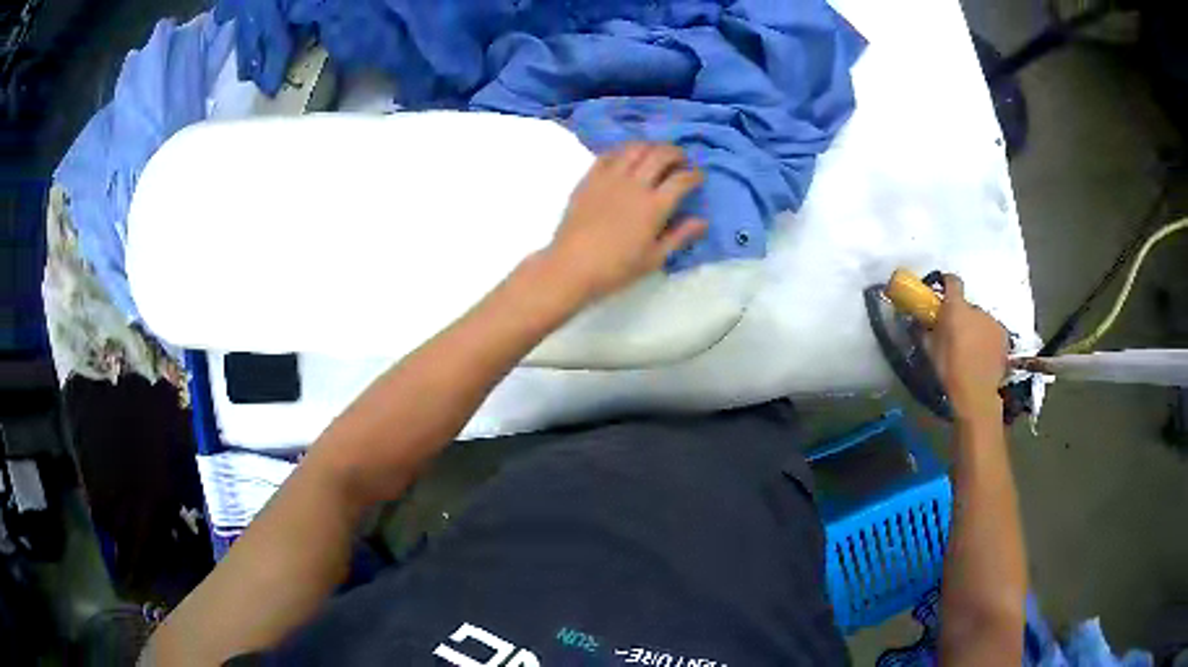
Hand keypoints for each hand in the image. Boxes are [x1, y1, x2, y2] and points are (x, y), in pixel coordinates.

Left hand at [543, 142, 707, 301]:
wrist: (571, 266)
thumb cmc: (616, 268)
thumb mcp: (654, 258)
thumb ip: (679, 236)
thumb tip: (702, 221)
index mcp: (654, 206)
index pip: (682, 179)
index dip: (695, 175)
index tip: (698, 177)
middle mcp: (635, 185)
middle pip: (661, 155)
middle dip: (676, 153)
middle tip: (681, 160)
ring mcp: (610, 178)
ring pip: (636, 148)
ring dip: (651, 147)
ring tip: (656, 154)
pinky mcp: (590, 178)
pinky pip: (609, 154)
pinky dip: (624, 151)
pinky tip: (627, 158)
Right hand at [932, 274, 1007, 420]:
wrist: (976, 393)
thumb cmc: (950, 371)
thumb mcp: (930, 351)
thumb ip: (926, 330)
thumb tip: (921, 320)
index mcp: (956, 309)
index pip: (953, 281)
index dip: (947, 283)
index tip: (942, 290)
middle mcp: (976, 309)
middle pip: (967, 306)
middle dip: (961, 315)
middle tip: (955, 334)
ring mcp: (992, 322)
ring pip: (980, 319)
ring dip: (975, 328)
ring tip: (970, 348)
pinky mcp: (1003, 335)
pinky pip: (992, 331)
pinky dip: (987, 338)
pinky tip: (983, 354)